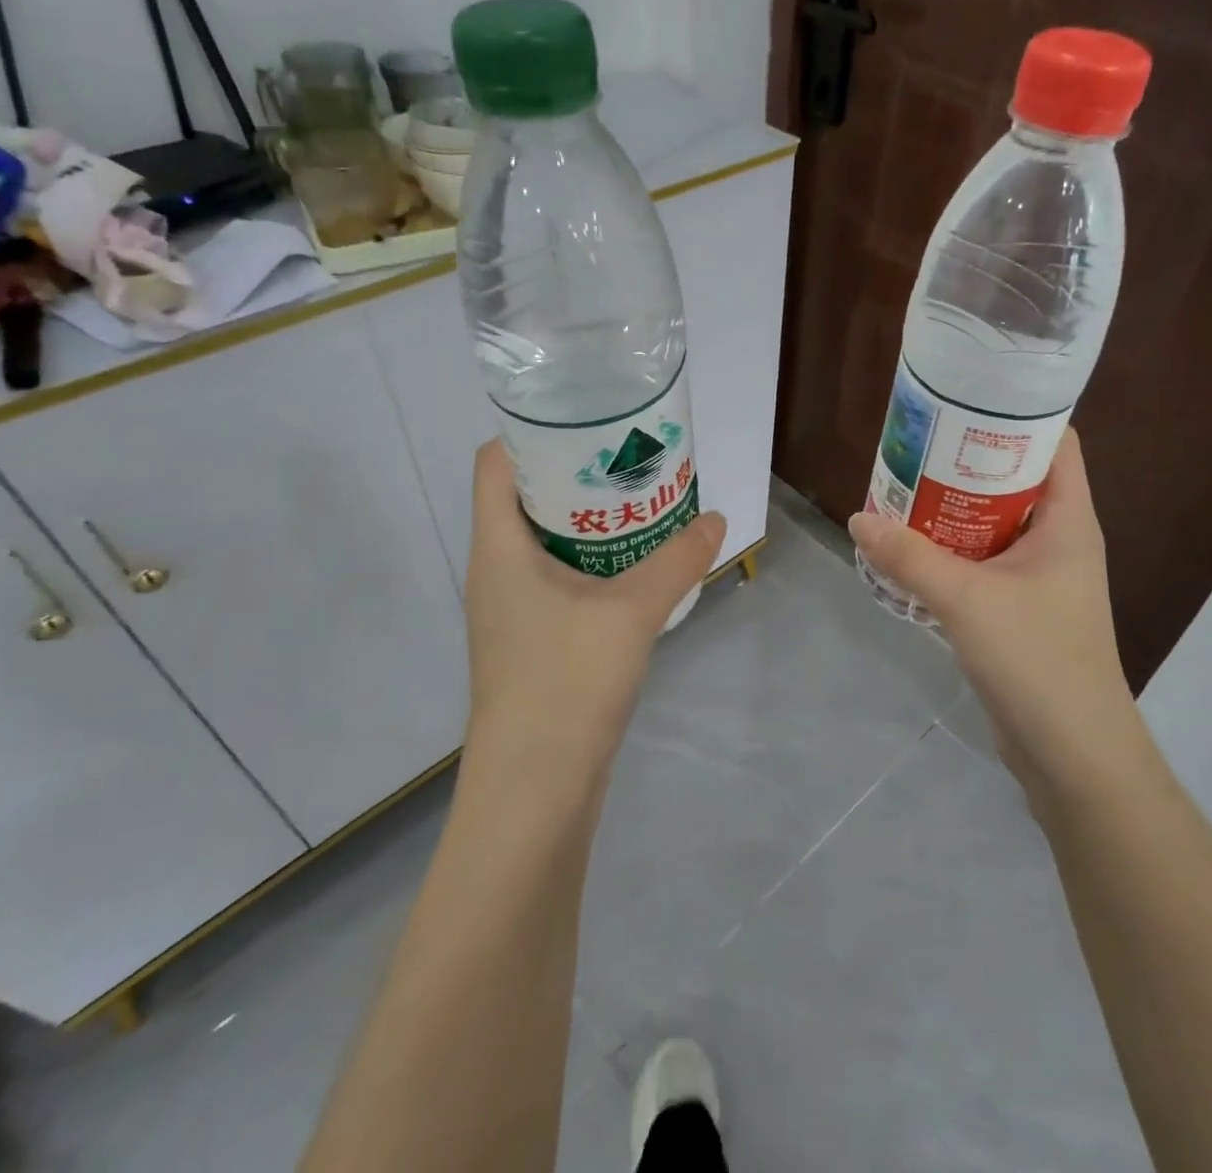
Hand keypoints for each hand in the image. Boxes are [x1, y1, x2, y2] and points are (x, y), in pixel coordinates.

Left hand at [462, 439, 726, 783]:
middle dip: (576, 473)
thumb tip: (717, 519)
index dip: (532, 432)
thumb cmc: (567, 681)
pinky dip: (591, 562)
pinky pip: (558, 579)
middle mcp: (495, 570)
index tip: (587, 421)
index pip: (494, 463)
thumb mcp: (632, 611)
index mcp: (498, 547)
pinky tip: (635, 567)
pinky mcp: (531, 640)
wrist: (535, 789)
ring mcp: (510, 609)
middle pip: (523, 497)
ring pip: (544, 542)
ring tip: (640, 503)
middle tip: (630, 458)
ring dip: (588, 521)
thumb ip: (678, 560)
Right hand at [848, 429, 1136, 790]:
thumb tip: (858, 518)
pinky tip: (910, 548)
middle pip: (1016, 478)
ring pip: (995, 522)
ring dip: (953, 507)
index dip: (1016, 414)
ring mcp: (1040, 576)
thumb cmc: (1037, 660)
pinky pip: (983, 561)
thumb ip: (909, 557)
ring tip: (903, 487)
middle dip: (967, 460)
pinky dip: (951, 548)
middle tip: (914, 443)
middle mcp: (1059, 539)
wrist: (1072, 753)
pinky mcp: (1020, 608)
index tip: (963, 399)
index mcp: (1068, 519)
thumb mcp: (966, 600)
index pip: (1056, 442)